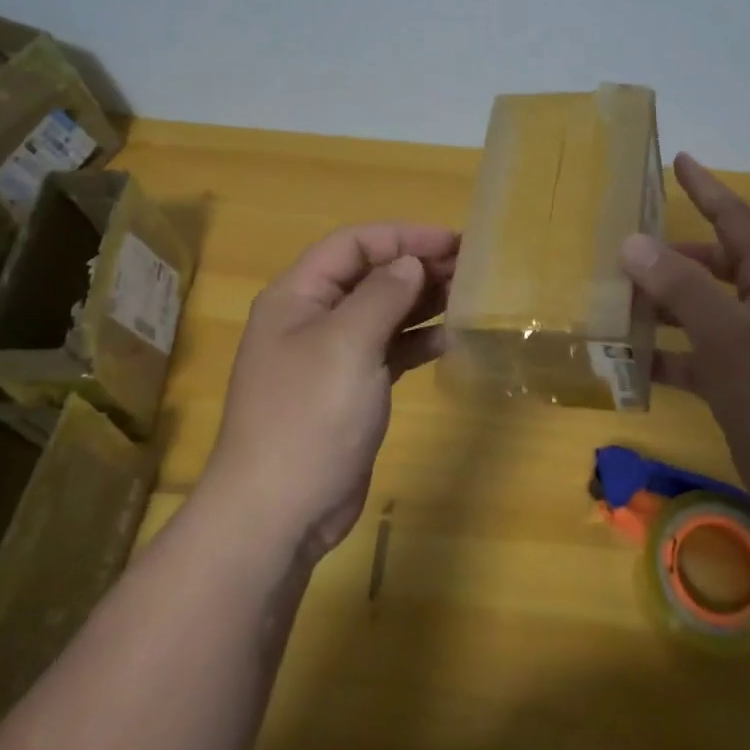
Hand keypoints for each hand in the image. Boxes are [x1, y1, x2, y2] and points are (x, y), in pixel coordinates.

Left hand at [205, 223, 457, 563]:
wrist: (279, 512)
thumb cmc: (309, 416)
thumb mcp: (346, 345)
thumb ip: (382, 295)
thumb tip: (411, 263)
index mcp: (298, 296)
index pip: (354, 244)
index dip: (404, 236)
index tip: (453, 242)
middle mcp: (312, 318)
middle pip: (370, 275)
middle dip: (417, 266)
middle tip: (471, 268)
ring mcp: (330, 356)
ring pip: (383, 312)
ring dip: (422, 302)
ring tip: (469, 296)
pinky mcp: (349, 389)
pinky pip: (388, 350)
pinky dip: (417, 341)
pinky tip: (449, 341)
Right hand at [618, 153, 749, 532]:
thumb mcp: (730, 336)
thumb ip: (681, 288)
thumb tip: (632, 242)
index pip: (735, 220)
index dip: (707, 188)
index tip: (678, 159)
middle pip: (709, 268)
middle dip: (668, 258)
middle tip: (619, 252)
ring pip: (696, 315)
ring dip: (658, 310)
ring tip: (610, 304)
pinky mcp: (738, 389)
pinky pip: (692, 361)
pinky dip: (663, 359)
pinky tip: (626, 365)